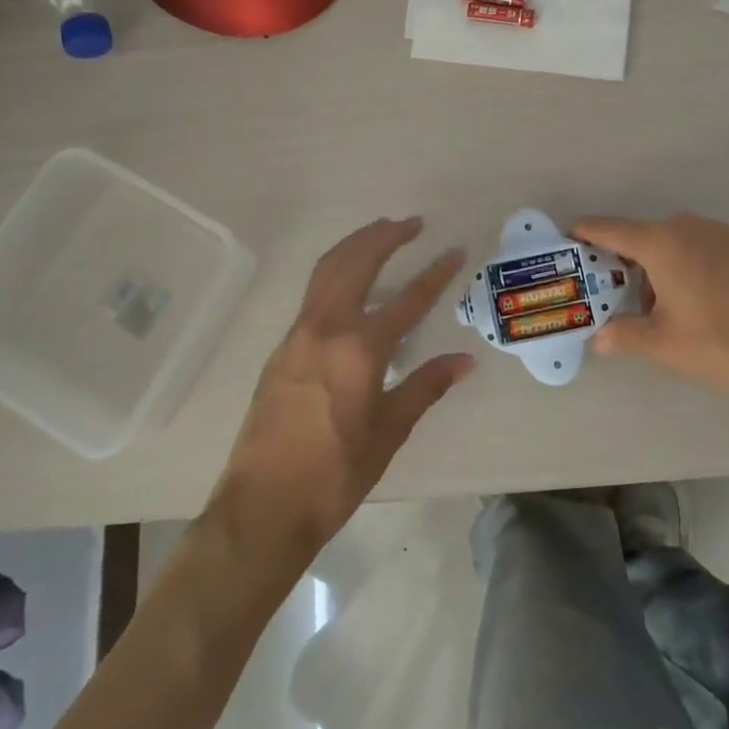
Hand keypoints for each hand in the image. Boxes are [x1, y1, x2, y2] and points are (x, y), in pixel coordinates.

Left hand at [213, 218, 474, 558]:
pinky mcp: (283, 345)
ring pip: (329, 269)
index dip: (436, 274)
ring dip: (357, 244)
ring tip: (381, 231)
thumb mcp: (389, 431)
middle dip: (387, 236)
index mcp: (359, 349)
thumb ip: (426, 386)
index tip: (454, 252)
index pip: (408, 300)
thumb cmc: (335, 474)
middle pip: (358, 263)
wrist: (263, 505)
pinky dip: (336, 268)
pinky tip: (349, 276)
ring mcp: (299, 333)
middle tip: (412, 223)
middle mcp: (327, 328)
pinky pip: (313, 290)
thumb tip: (465, 361)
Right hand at [571, 213, 728, 408]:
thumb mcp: (663, 344)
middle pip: (642, 236)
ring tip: (660, 307)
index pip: (609, 229)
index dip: (584, 233)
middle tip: (613, 293)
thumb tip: (599, 337)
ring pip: (673, 242)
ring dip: (657, 265)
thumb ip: (624, 334)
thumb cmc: (722, 344)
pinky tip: (698, 302)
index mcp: (661, 243)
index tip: (567, 240)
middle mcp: (688, 226)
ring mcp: (720, 233)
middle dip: (623, 261)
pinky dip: (686, 264)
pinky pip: (700, 247)